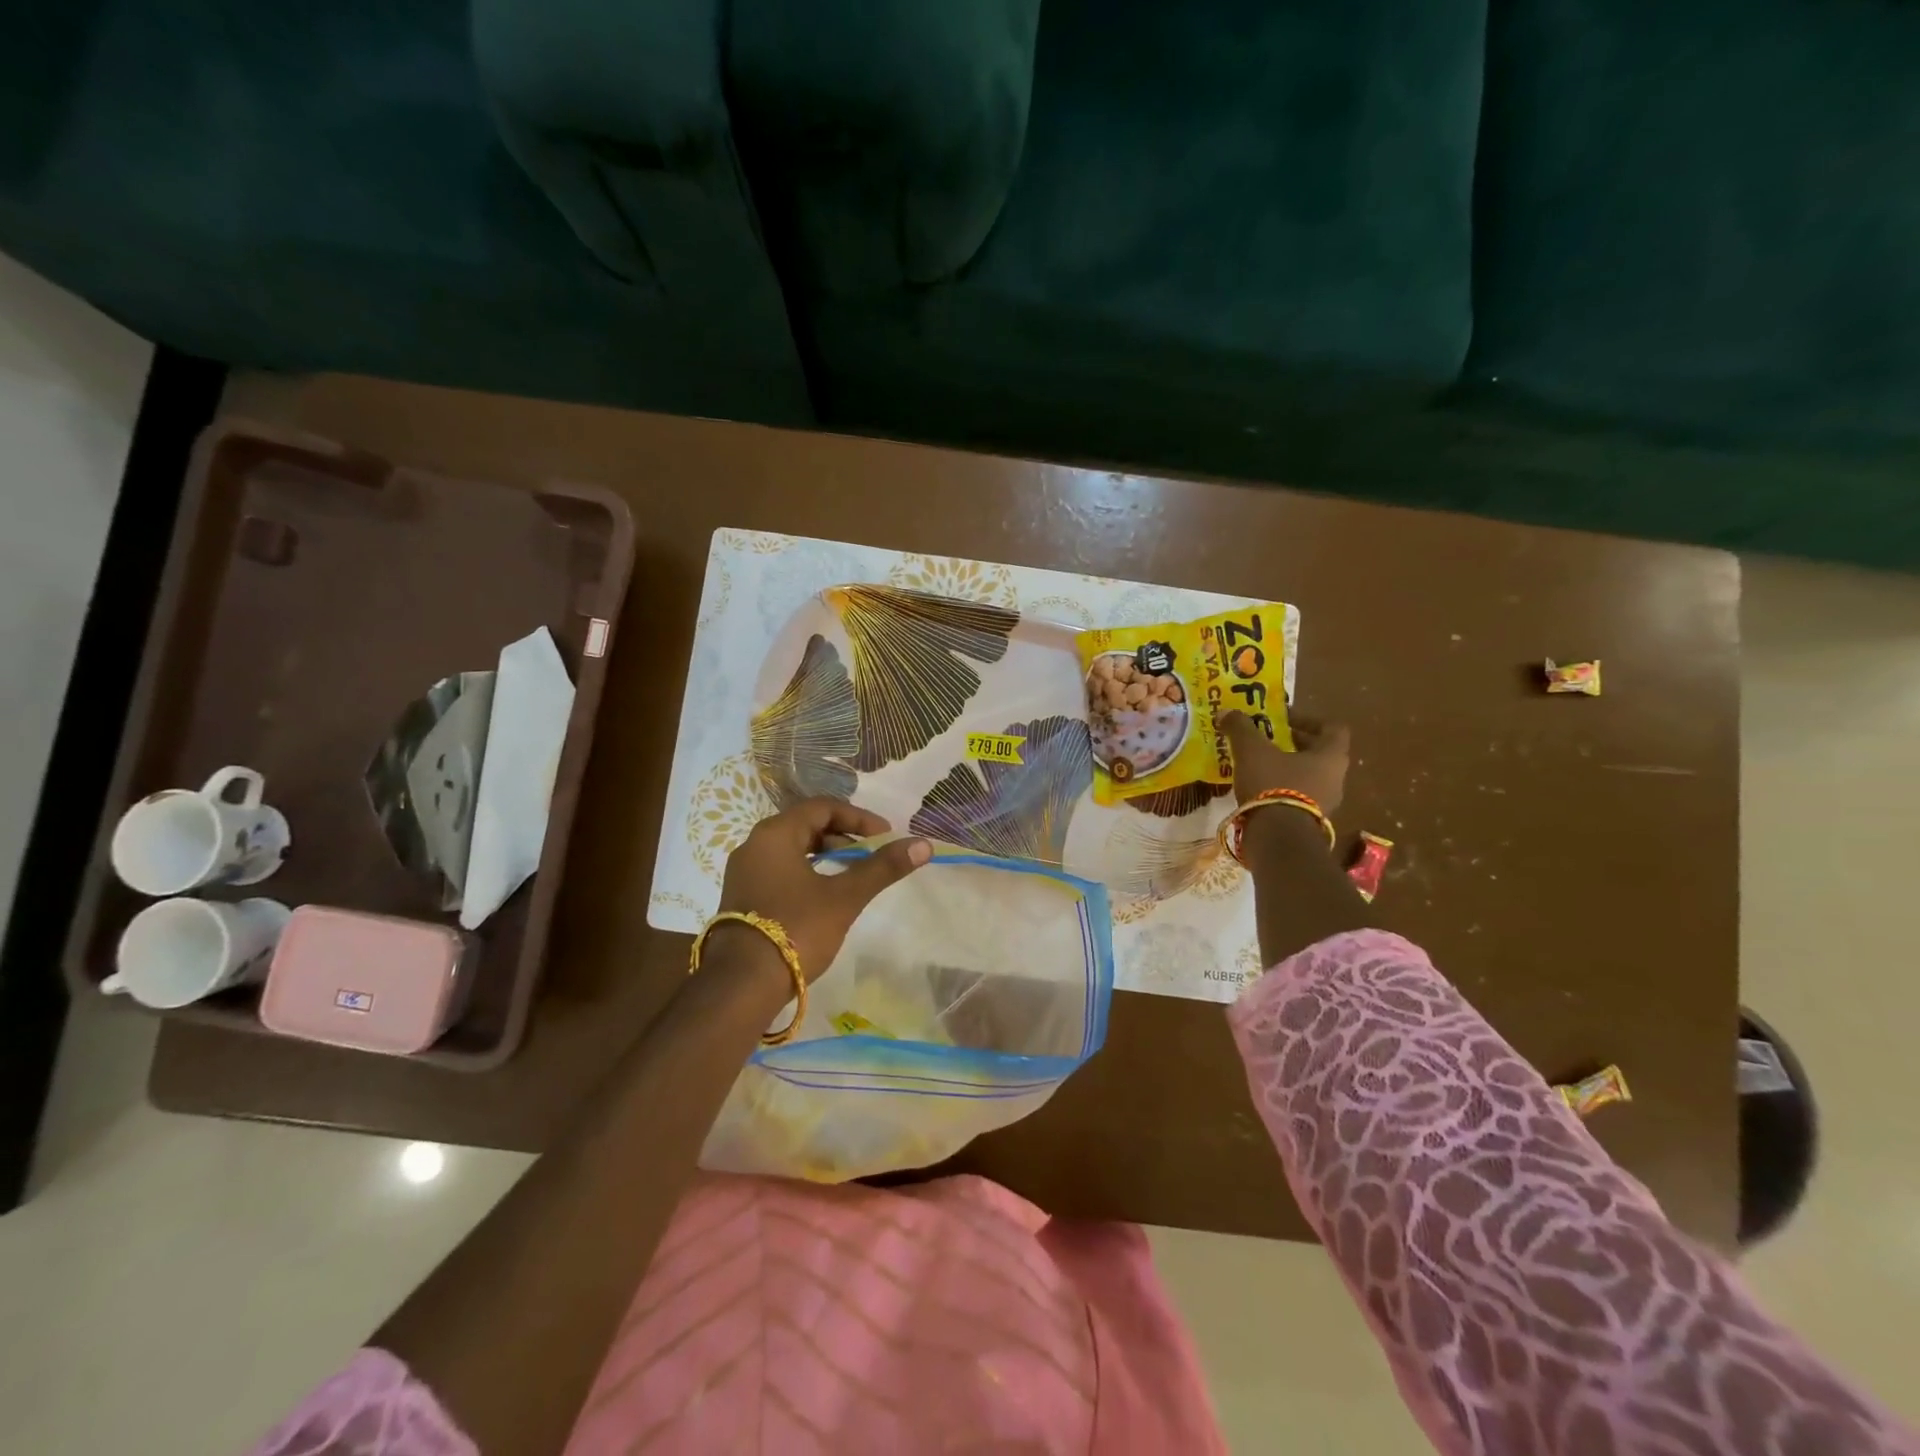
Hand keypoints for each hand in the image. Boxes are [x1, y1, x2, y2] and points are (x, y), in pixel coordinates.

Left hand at [715, 799, 930, 985]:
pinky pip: (780, 869)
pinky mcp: (742, 896)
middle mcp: (754, 844)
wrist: (742, 985)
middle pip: (806, 825)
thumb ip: (882, 868)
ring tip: (852, 874)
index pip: (823, 807)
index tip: (885, 837)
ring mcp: (744, 872)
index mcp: (775, 834)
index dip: (859, 818)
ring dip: (825, 854)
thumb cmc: (796, 929)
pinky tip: (824, 894)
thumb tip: (923, 844)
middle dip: (843, 836)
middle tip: (871, 854)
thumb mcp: (845, 897)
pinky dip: (807, 871)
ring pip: (792, 848)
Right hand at [1221, 710, 1350, 814]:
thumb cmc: (1273, 784)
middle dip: (1293, 744)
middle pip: (1319, 754)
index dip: (1308, 719)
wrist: (1277, 838)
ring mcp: (1326, 804)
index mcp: (1331, 756)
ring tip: (1258, 765)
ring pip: (1308, 777)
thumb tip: (1226, 712)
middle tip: (1267, 739)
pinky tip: (1258, 790)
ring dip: (1287, 768)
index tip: (1283, 718)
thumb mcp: (1252, 750)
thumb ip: (1241, 728)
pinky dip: (1282, 790)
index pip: (1332, 728)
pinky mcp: (1309, 823)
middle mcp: (1335, 779)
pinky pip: (1299, 798)